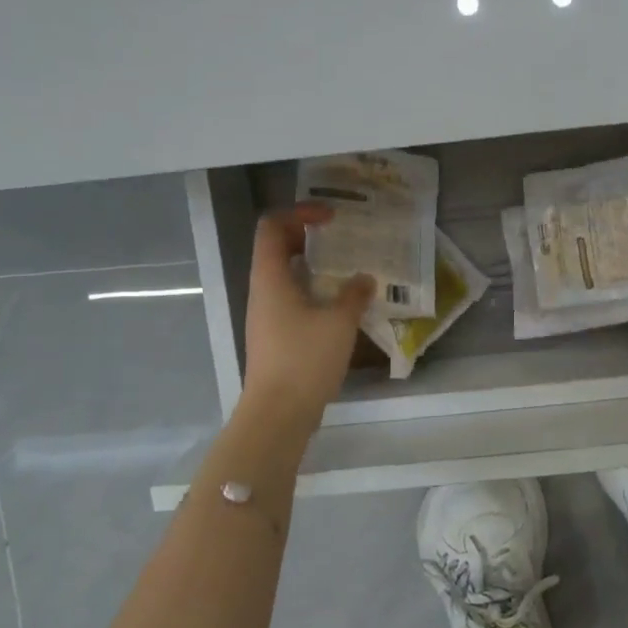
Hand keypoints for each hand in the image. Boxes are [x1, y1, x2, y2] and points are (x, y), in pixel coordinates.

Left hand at [241, 203, 373, 419]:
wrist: (278, 414)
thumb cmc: (305, 360)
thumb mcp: (339, 323)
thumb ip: (354, 295)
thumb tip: (364, 278)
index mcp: (270, 278)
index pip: (272, 226)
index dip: (300, 213)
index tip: (332, 219)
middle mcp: (263, 291)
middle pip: (278, 248)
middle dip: (310, 238)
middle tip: (343, 240)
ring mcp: (267, 315)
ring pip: (287, 276)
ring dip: (315, 267)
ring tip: (349, 270)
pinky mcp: (276, 336)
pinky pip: (293, 300)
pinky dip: (315, 292)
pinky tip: (343, 305)